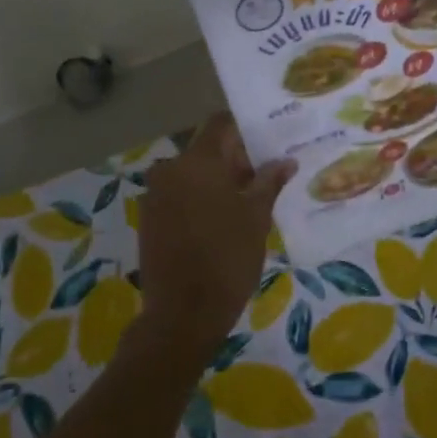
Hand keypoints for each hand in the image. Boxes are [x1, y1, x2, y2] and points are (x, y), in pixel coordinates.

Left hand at [135, 114, 293, 355]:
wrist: (183, 313)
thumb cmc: (228, 258)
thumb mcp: (257, 218)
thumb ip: (269, 182)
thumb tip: (285, 161)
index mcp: (197, 162)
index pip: (221, 125)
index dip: (246, 130)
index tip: (269, 144)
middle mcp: (170, 169)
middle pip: (207, 151)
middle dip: (236, 161)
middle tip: (267, 179)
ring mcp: (156, 194)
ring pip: (193, 175)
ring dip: (219, 182)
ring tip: (248, 204)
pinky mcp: (150, 218)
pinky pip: (180, 195)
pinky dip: (201, 200)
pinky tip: (223, 222)